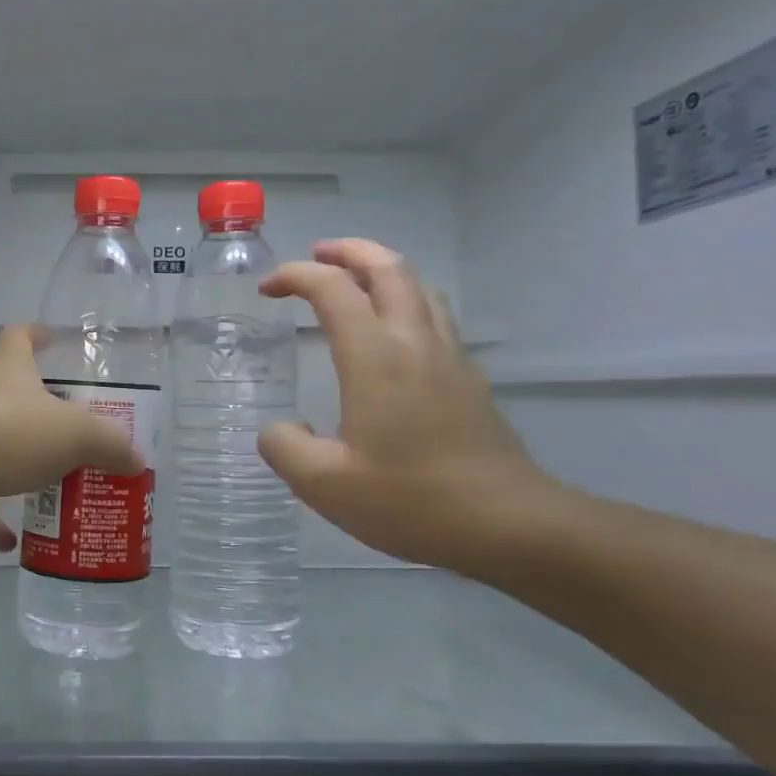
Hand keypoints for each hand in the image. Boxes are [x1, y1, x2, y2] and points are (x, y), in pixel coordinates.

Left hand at [0, 326, 144, 552]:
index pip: (19, 339)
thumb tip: (136, 458)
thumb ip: (108, 444)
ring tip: (52, 493)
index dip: (36, 335)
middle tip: (73, 435)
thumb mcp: (73, 433)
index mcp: (7, 372)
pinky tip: (15, 544)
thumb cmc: (5, 431)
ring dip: (18, 470)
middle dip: (39, 415)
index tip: (50, 337)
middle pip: (10, 398)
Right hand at [257, 239, 557, 569]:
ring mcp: (449, 357)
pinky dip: (403, 302)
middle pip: (387, 268)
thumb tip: (280, 428)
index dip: (295, 276)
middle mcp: (414, 342)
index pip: (332, 289)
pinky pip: (433, 316)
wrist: (508, 524)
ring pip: (418, 287)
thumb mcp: (323, 484)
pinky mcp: (469, 378)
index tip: (267, 289)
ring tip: (352, 283)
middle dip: (348, 251)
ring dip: (380, 271)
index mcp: (375, 357)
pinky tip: (390, 334)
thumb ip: (284, 447)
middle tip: (316, 256)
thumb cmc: (410, 500)